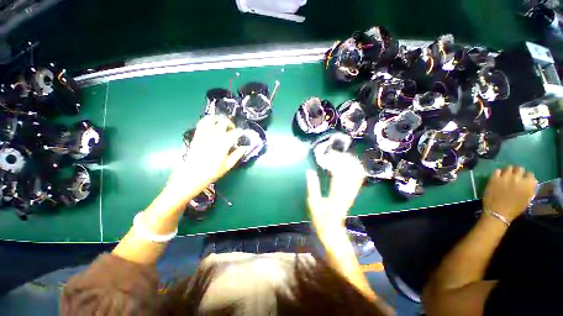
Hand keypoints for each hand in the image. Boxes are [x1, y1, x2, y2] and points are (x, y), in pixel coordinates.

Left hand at [167, 115, 245, 198]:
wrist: (191, 176)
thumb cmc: (212, 172)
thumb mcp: (228, 165)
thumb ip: (237, 155)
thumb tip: (245, 147)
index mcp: (224, 143)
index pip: (235, 132)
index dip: (240, 132)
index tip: (242, 134)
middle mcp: (214, 136)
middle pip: (224, 122)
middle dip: (230, 123)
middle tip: (233, 129)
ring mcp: (204, 134)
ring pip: (211, 119)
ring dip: (219, 119)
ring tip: (222, 123)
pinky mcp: (197, 136)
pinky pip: (201, 123)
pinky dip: (207, 120)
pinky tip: (211, 123)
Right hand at [306, 152, 365, 229]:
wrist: (332, 229)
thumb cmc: (321, 217)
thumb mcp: (313, 202)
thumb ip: (312, 186)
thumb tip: (310, 171)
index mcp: (336, 193)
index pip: (339, 173)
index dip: (336, 162)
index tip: (330, 154)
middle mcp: (347, 192)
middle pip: (351, 172)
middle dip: (345, 160)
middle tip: (336, 153)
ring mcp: (352, 193)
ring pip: (356, 174)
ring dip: (351, 163)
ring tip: (343, 156)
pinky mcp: (353, 194)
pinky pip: (358, 180)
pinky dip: (356, 170)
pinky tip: (352, 165)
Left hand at [483, 166, 537, 221]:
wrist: (498, 212)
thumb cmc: (514, 209)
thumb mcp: (527, 199)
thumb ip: (529, 188)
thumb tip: (530, 182)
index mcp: (528, 184)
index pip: (530, 174)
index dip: (527, 176)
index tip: (524, 179)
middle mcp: (518, 178)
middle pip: (519, 168)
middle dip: (518, 172)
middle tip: (515, 176)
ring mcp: (505, 177)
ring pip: (509, 167)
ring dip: (509, 171)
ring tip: (507, 175)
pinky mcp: (494, 178)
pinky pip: (497, 170)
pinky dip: (498, 173)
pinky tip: (498, 177)